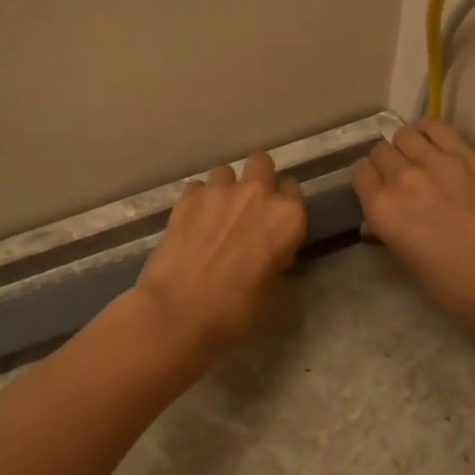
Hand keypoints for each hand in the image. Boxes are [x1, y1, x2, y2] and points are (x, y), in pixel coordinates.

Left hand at [134, 150, 307, 355]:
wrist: (179, 310)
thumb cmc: (236, 310)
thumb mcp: (276, 295)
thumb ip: (281, 265)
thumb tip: (273, 259)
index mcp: (288, 216)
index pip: (295, 192)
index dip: (285, 209)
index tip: (277, 227)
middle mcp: (257, 193)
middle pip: (262, 164)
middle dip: (259, 179)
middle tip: (250, 209)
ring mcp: (219, 191)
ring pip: (226, 172)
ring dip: (226, 189)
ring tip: (217, 215)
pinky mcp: (186, 197)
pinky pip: (198, 187)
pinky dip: (198, 200)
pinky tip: (193, 222)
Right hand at [352, 119, 474, 335]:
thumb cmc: (451, 284)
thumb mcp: (406, 264)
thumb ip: (385, 234)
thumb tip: (375, 221)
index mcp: (381, 209)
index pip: (359, 173)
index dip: (367, 182)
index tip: (377, 191)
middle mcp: (402, 178)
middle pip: (380, 151)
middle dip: (384, 164)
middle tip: (398, 179)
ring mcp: (436, 162)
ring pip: (404, 134)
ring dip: (405, 146)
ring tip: (416, 160)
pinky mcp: (466, 155)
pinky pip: (436, 127)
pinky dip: (428, 131)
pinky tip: (432, 143)